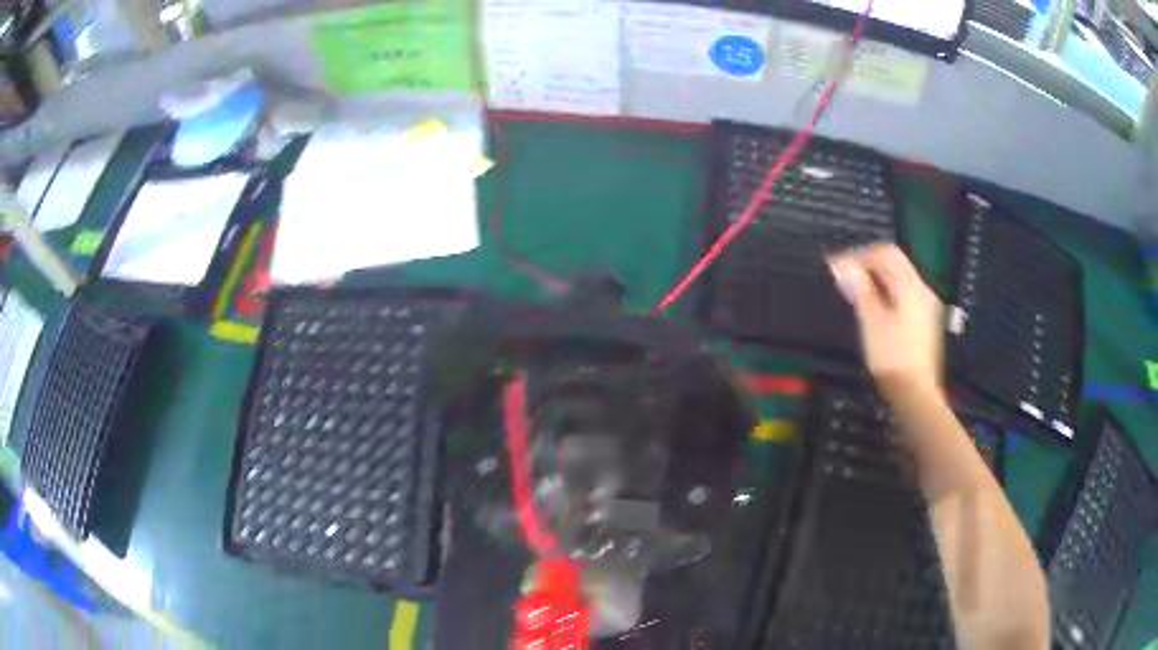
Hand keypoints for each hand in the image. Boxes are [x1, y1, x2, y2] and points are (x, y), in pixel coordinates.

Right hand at [827, 244, 943, 399]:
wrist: (916, 394)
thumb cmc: (891, 356)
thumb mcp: (871, 320)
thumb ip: (859, 288)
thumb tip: (842, 264)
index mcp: (911, 286)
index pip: (885, 253)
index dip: (859, 255)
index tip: (836, 267)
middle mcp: (922, 290)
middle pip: (895, 264)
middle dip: (868, 266)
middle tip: (843, 279)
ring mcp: (927, 307)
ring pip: (900, 280)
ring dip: (877, 280)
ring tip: (855, 294)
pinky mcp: (926, 322)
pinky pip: (904, 296)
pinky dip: (887, 294)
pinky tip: (874, 309)